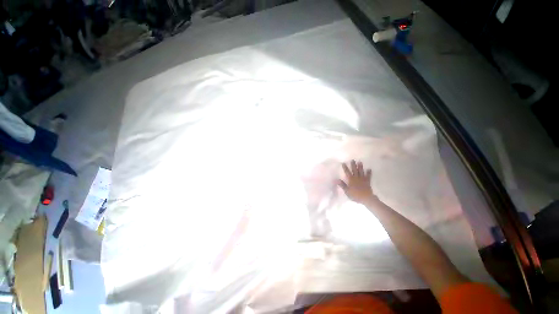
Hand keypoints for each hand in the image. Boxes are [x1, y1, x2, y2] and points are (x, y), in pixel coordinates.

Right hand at [338, 160, 374, 203]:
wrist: (366, 198)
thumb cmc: (355, 195)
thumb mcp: (347, 191)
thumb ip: (342, 185)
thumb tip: (335, 179)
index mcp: (351, 180)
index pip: (347, 172)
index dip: (345, 167)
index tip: (343, 163)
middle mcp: (356, 178)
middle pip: (354, 170)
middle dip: (353, 165)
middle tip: (352, 160)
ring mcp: (363, 179)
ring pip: (361, 171)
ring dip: (360, 167)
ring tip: (360, 162)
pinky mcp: (367, 181)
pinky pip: (368, 176)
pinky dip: (369, 172)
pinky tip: (369, 169)